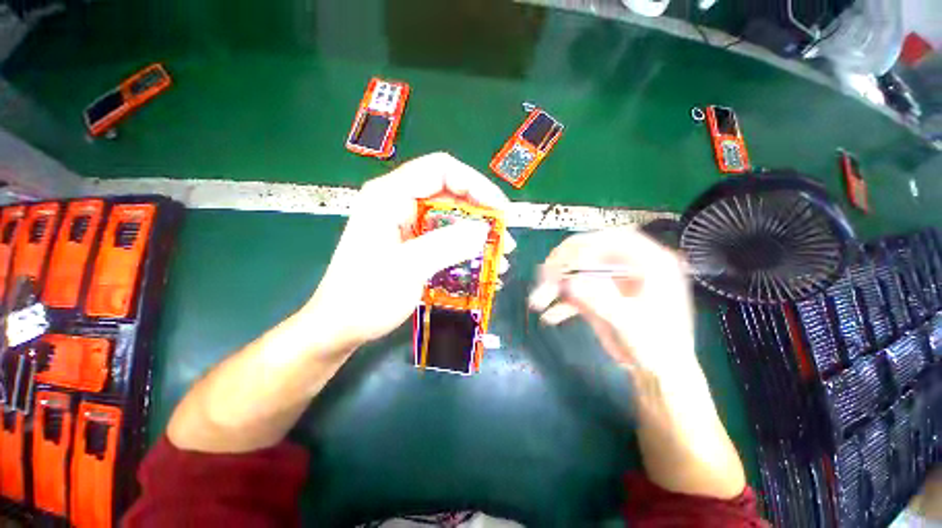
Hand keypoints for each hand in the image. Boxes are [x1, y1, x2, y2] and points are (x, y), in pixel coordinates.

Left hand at [301, 152, 513, 352]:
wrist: (340, 326)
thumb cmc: (365, 296)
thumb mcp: (408, 268)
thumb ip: (447, 245)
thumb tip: (484, 230)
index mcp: (390, 195)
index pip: (441, 170)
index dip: (475, 184)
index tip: (500, 211)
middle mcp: (399, 203)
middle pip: (450, 194)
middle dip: (482, 215)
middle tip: (504, 240)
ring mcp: (406, 225)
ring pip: (451, 218)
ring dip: (477, 236)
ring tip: (500, 258)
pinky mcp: (412, 243)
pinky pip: (445, 238)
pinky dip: (465, 250)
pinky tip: (482, 267)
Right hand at [528, 227, 699, 384]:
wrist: (657, 373)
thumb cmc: (657, 348)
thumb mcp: (631, 324)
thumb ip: (601, 300)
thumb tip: (572, 280)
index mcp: (649, 263)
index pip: (614, 239)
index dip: (586, 246)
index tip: (564, 263)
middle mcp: (627, 265)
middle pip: (589, 251)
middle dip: (562, 264)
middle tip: (543, 278)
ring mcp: (610, 280)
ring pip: (577, 270)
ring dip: (555, 284)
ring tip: (537, 301)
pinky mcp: (598, 294)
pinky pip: (575, 290)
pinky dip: (560, 301)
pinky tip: (550, 316)